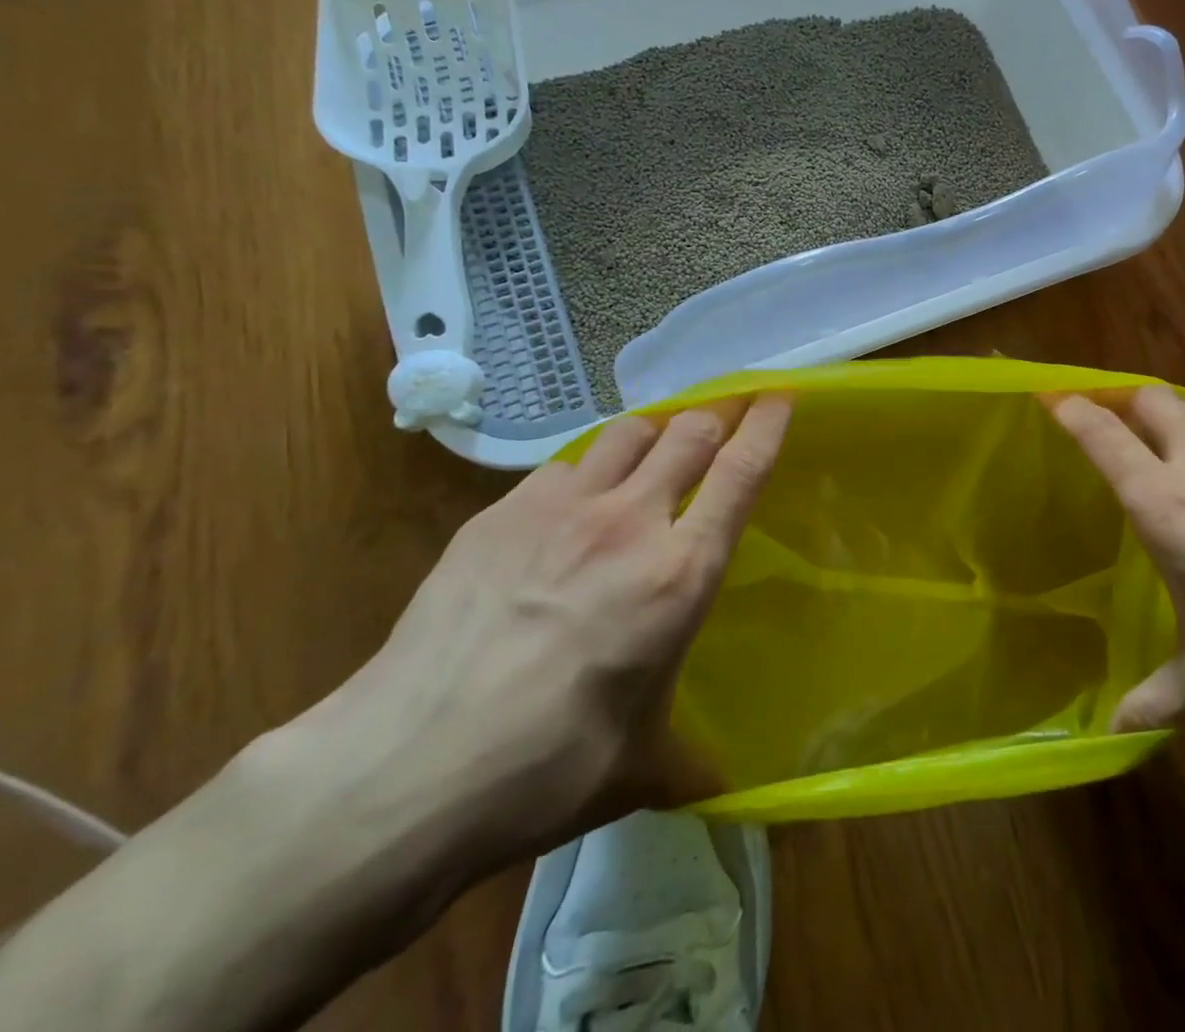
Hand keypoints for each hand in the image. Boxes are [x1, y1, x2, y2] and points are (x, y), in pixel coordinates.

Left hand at [271, 394, 791, 879]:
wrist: (405, 769)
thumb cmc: (546, 769)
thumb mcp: (640, 765)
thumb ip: (689, 756)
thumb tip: (717, 787)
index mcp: (679, 574)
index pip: (741, 472)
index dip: (767, 425)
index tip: (779, 396)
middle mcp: (629, 523)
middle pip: (688, 431)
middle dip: (714, 417)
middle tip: (722, 421)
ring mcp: (560, 508)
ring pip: (627, 431)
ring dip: (653, 435)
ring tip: (651, 457)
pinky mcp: (500, 512)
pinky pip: (562, 467)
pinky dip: (585, 474)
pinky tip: (568, 512)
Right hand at [1050, 387, 1184, 732]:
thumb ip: (1161, 698)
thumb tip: (1116, 730)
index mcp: (1167, 506)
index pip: (1104, 437)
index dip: (1072, 410)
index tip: (1050, 396)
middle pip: (1152, 399)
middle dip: (1123, 402)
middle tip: (1108, 425)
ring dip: (1172, 417)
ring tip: (1166, 450)